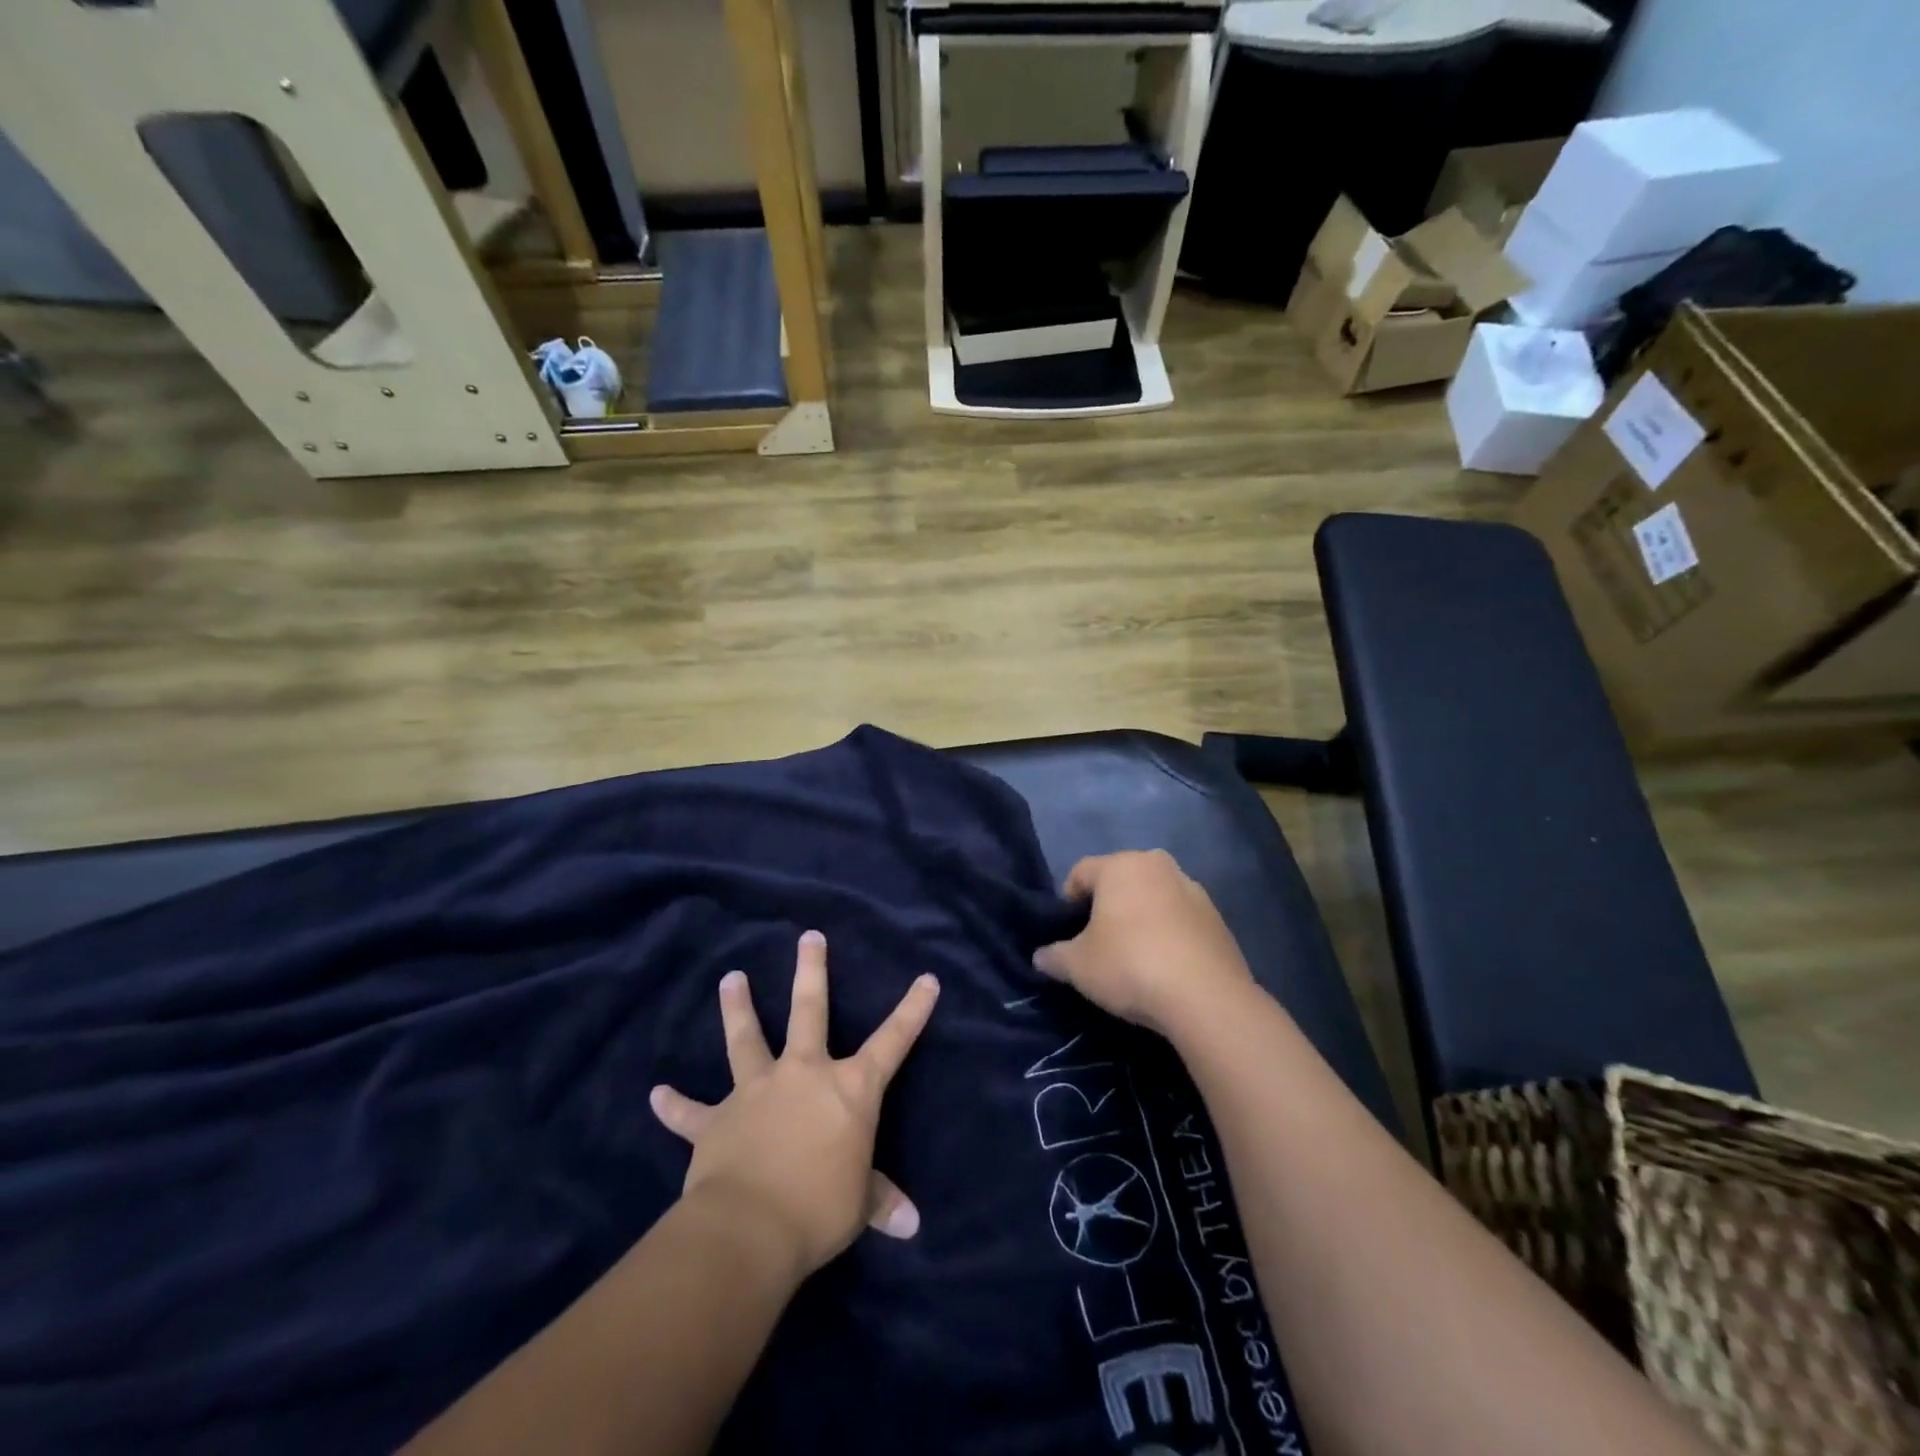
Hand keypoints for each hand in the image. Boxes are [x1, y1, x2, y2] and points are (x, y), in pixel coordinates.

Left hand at [649, 931, 939, 1278]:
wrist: (750, 1229)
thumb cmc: (819, 1209)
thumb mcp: (858, 1205)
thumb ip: (880, 1201)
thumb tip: (911, 1225)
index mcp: (849, 1089)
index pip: (893, 1042)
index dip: (912, 1010)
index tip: (926, 979)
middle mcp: (803, 1074)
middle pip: (809, 1011)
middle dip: (811, 971)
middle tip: (808, 937)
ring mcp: (756, 1091)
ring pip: (745, 1039)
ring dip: (737, 1008)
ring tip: (729, 977)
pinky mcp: (716, 1121)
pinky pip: (690, 1112)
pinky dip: (674, 1105)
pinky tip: (656, 1093)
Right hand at [1032, 851, 1254, 1034]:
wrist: (1206, 998)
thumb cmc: (1130, 966)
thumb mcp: (1078, 966)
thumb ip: (1054, 956)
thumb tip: (1040, 957)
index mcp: (1120, 865)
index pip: (1080, 872)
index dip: (1067, 900)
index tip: (1067, 933)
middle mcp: (1157, 865)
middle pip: (1120, 880)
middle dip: (1106, 905)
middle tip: (1098, 942)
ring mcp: (1193, 889)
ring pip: (1153, 897)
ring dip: (1140, 917)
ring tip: (1134, 956)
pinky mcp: (1217, 917)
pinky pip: (1179, 918)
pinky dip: (1168, 933)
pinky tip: (1164, 966)